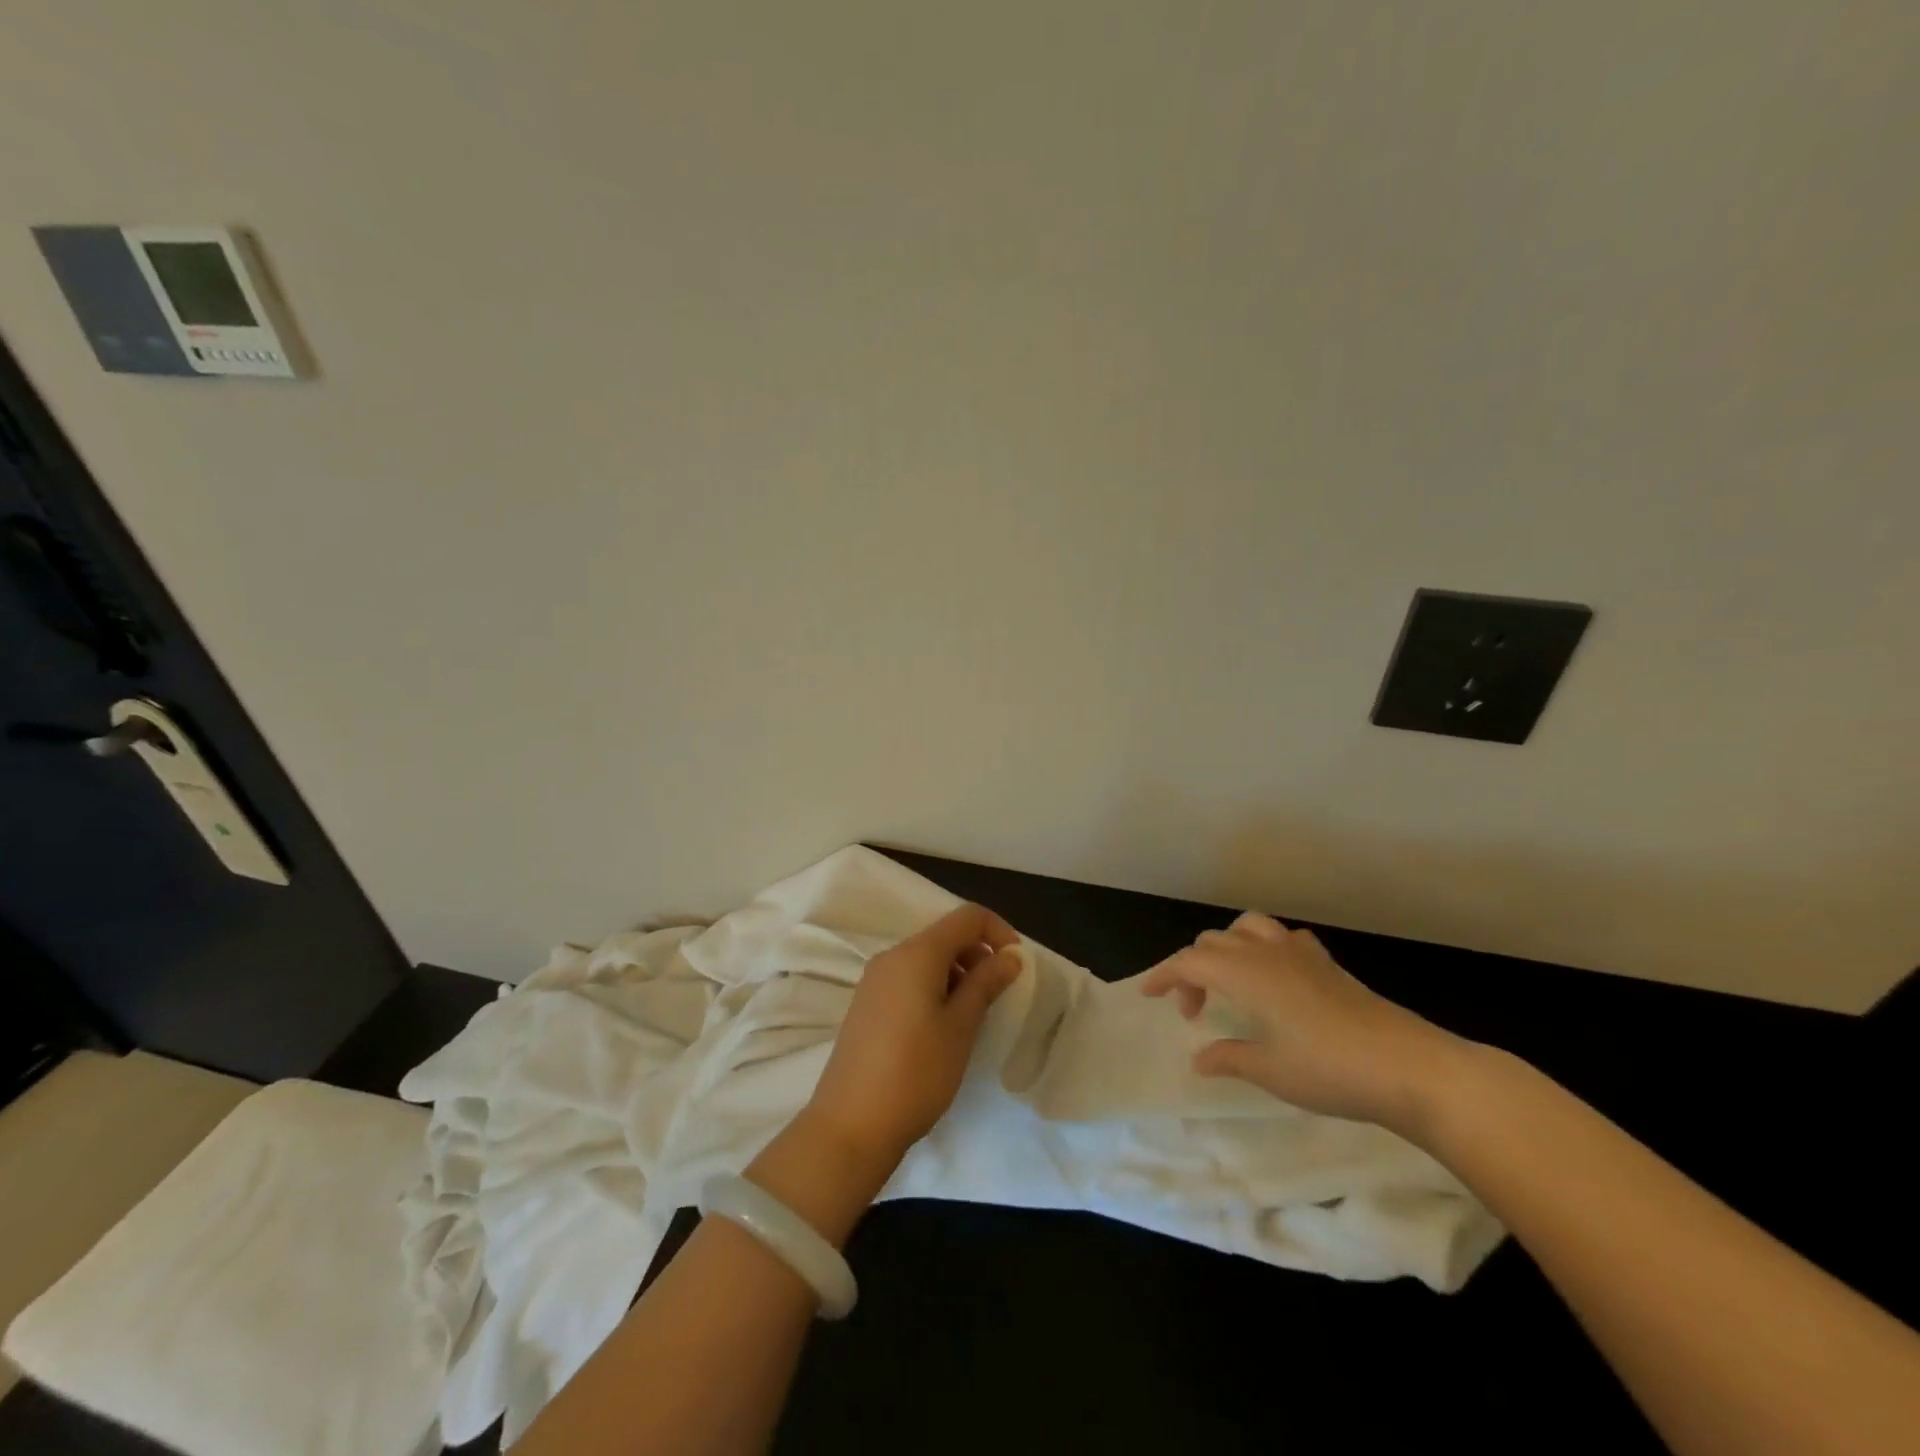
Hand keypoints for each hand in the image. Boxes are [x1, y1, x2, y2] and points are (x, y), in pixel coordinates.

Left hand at [804, 904, 1023, 1172]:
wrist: (850, 1125)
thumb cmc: (916, 1073)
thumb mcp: (961, 1027)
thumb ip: (986, 983)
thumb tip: (1010, 955)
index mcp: (916, 953)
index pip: (967, 916)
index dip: (998, 931)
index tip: (1016, 965)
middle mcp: (892, 956)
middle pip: (945, 935)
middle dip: (978, 955)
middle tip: (997, 996)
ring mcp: (875, 980)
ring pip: (927, 959)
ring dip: (958, 974)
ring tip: (972, 1017)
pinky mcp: (867, 1004)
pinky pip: (909, 979)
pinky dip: (934, 988)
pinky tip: (942, 1028)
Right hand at [1140, 912, 1467, 1134]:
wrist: (1410, 1066)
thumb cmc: (1330, 1070)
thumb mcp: (1270, 1071)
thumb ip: (1228, 1057)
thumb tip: (1200, 1058)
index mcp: (1243, 973)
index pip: (1188, 962)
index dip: (1164, 976)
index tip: (1149, 995)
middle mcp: (1265, 952)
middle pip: (1212, 942)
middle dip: (1192, 970)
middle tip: (1193, 1011)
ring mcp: (1299, 953)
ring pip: (1247, 927)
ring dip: (1226, 948)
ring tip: (1228, 981)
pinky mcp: (1326, 963)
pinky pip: (1282, 938)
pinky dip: (1264, 948)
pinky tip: (1276, 977)